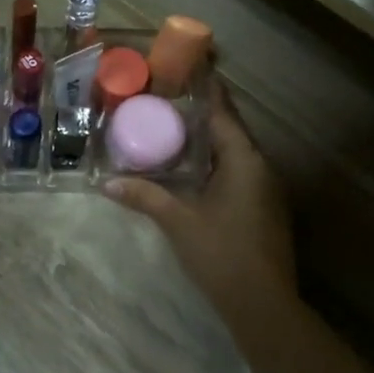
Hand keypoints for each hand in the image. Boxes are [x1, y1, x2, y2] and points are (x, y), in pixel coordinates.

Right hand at [105, 82, 297, 324]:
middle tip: (170, 100)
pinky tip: (193, 171)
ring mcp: (267, 189)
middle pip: (231, 130)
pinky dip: (216, 164)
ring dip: (210, 141)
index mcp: (244, 160)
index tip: (190, 68)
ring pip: (235, 153)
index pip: (223, 112)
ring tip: (176, 130)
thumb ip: (144, 196)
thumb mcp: (177, 221)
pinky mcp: (265, 209)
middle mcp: (261, 167)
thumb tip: (106, 183)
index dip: (207, 89)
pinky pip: (239, 172)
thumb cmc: (221, 253)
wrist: (263, 304)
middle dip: (204, 114)